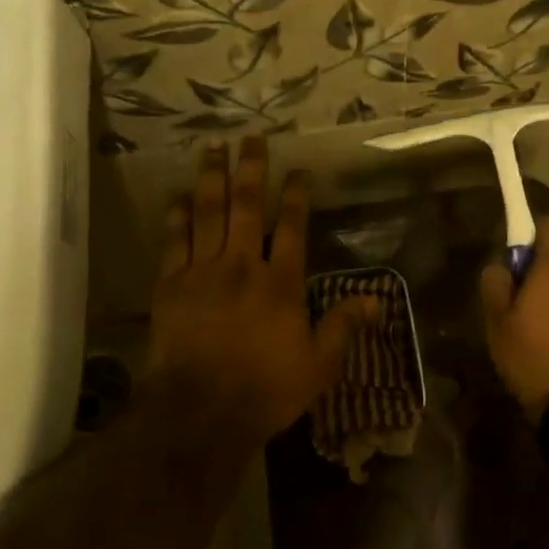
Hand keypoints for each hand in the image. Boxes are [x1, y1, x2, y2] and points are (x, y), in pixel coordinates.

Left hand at [147, 139, 375, 444]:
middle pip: (247, 205)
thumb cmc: (265, 390)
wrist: (200, 411)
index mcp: (281, 282)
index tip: (297, 169)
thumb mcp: (318, 365)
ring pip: (209, 212)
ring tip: (213, 146)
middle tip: (251, 137)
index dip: (295, 194)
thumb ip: (343, 327)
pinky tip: (179, 194)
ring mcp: (203, 270)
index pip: (292, 226)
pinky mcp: (172, 284)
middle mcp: (243, 264)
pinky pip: (175, 240)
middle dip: (251, 168)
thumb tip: (376, 300)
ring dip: (212, 176)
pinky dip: (177, 215)